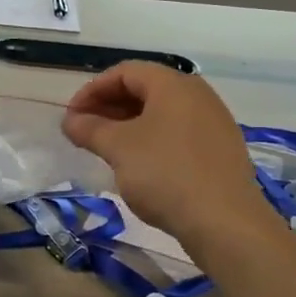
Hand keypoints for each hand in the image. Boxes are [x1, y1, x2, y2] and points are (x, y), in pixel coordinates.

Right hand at [62, 63, 279, 252]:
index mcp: (174, 85)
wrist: (225, 224)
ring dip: (128, 125)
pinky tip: (137, 165)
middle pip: (144, 89)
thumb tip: (70, 120)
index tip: (72, 115)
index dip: (92, 90)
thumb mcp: (118, 148)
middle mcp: (198, 96)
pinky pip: (177, 133)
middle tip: (83, 130)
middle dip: (109, 107)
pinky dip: (151, 140)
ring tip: (105, 148)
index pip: (125, 72)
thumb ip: (89, 128)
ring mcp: (213, 124)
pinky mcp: (220, 151)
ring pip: (161, 113)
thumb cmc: (165, 174)